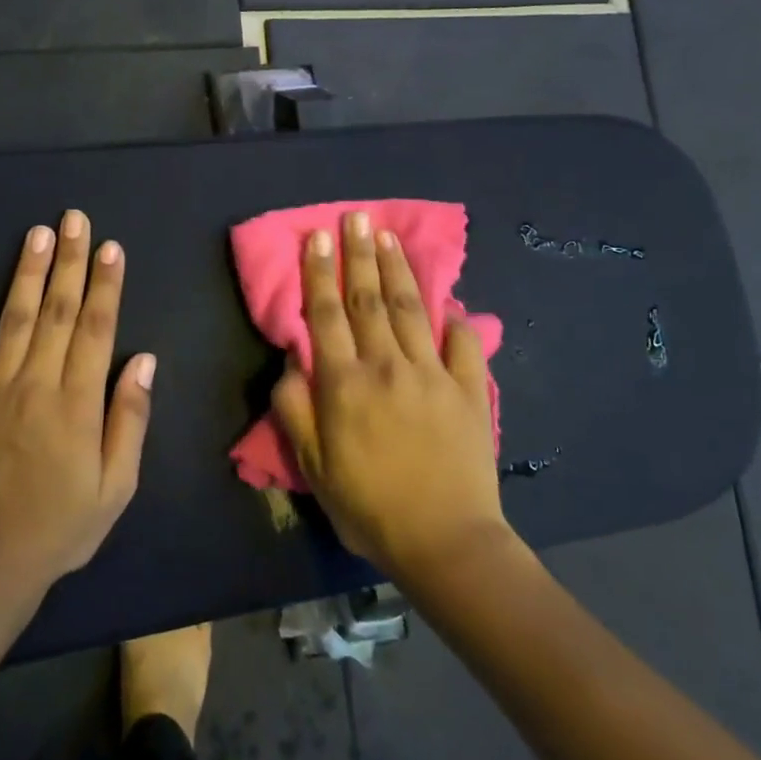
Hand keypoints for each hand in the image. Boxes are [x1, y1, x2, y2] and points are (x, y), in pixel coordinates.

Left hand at [0, 211, 155, 596]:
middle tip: (74, 220)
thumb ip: (129, 419)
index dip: (106, 285)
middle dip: (70, 262)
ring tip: (37, 234)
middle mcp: (36, 384)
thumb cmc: (61, 529)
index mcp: (78, 403)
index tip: (110, 247)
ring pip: (14, 320)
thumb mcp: (116, 487)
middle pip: (58, 312)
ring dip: (27, 273)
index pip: (97, 329)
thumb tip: (143, 359)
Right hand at [271, 211, 510, 577]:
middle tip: (356, 217)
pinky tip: (449, 301)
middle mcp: (387, 367)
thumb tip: (292, 360)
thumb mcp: (313, 466)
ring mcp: (432, 375)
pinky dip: (454, 320)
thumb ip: (295, 408)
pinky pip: (462, 345)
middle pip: (369, 300)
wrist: (445, 542)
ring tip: (389, 236)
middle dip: (359, 255)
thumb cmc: (368, 506)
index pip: (327, 315)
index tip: (317, 236)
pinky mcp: (468, 391)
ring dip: (398, 270)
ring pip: (410, 310)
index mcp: (345, 384)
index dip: (320, 273)